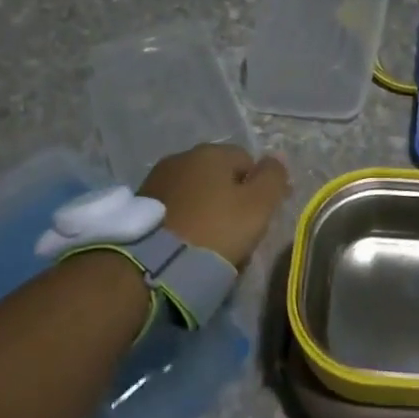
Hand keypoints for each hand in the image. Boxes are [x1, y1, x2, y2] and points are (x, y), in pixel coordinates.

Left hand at [140, 143, 290, 266]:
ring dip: (208, 210)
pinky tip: (189, 244)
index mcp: (212, 152)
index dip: (259, 189)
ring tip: (212, 243)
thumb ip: (273, 177)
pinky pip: (176, 209)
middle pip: (221, 177)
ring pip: (197, 193)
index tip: (261, 218)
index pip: (248, 162)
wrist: (154, 265)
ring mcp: (157, 180)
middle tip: (238, 233)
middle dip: (232, 199)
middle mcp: (182, 157)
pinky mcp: (141, 206)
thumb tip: (278, 157)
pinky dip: (186, 221)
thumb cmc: (215, 230)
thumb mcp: (258, 205)